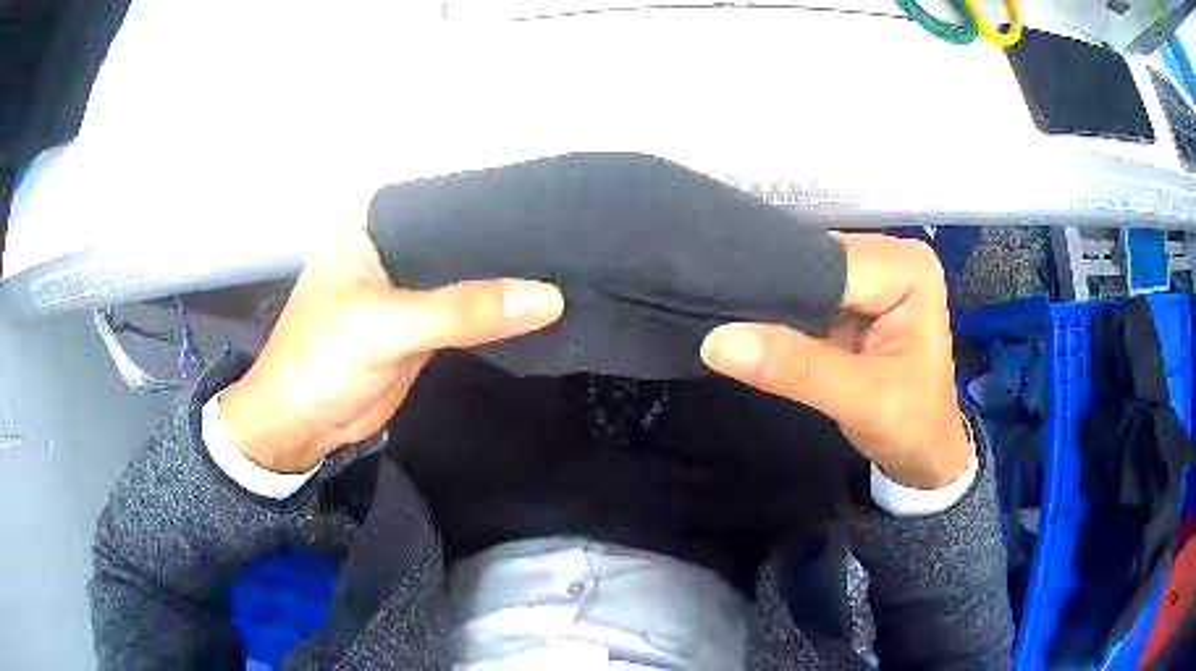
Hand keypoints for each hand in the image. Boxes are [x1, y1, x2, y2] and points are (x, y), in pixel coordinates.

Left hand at [219, 222, 563, 472]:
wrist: (302, 426)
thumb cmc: (321, 361)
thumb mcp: (387, 327)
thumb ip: (462, 311)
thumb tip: (550, 297)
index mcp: (370, 222)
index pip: (443, 198)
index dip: (493, 201)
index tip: (551, 203)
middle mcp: (389, 244)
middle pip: (458, 235)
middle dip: (504, 240)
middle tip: (568, 235)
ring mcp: (405, 284)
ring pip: (464, 272)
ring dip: (503, 276)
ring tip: (564, 262)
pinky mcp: (418, 321)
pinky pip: (465, 307)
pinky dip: (494, 308)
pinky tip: (536, 298)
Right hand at [700, 233, 968, 488]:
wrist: (924, 455)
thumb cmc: (911, 427)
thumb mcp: (860, 400)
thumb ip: (795, 368)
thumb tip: (717, 341)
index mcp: (907, 267)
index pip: (827, 262)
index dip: (778, 286)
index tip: (723, 310)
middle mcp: (890, 256)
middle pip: (813, 262)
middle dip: (772, 294)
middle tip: (719, 318)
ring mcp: (872, 273)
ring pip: (803, 275)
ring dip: (772, 303)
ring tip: (730, 323)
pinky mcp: (855, 295)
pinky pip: (805, 292)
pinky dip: (780, 313)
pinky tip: (753, 326)